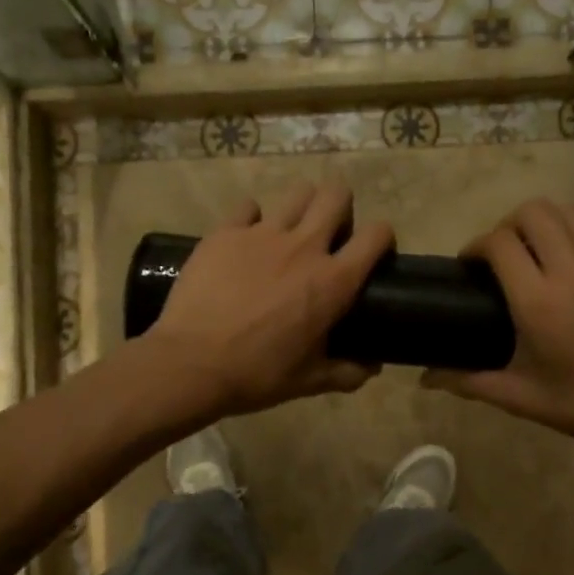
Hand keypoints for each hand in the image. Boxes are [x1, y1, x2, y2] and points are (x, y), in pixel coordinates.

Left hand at [145, 182, 393, 418]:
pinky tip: (245, 239)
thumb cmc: (257, 374)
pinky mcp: (226, 232)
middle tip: (330, 231)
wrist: (191, 363)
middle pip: (337, 195)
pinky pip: (248, 207)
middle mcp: (305, 247)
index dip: (382, 238)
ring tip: (290, 229)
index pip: (377, 235)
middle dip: (341, 205)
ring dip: (302, 206)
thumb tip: (372, 367)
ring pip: (297, 193)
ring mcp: (263, 234)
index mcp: (334, 282)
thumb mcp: (310, 381)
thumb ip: (347, 372)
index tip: (373, 252)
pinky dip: (252, 219)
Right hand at [423, 200, 573, 468]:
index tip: (471, 265)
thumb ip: (468, 381)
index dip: (476, 246)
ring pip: (570, 212)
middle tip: (505, 255)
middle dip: (508, 225)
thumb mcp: (521, 397)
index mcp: (540, 304)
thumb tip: (425, 378)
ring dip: (546, 223)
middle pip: (534, 213)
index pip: (498, 244)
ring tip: (539, 249)